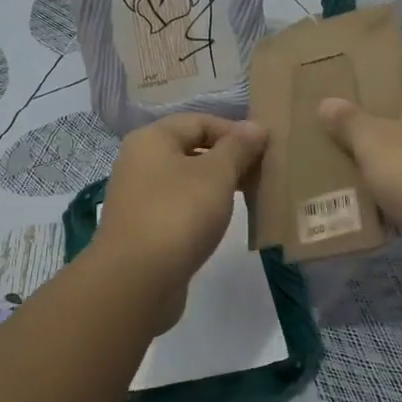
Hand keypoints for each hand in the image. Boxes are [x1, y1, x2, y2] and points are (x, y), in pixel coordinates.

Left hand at [93, 113, 267, 323]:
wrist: (136, 280)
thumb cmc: (178, 214)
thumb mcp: (217, 175)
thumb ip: (238, 147)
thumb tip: (255, 126)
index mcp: (152, 139)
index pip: (200, 121)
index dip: (235, 131)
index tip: (265, 150)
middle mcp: (139, 162)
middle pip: (191, 149)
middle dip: (228, 159)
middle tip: (261, 175)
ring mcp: (138, 197)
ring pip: (186, 181)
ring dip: (217, 186)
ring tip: (248, 198)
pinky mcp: (143, 229)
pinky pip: (179, 208)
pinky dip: (202, 210)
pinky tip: (221, 223)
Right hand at [317, 53, 401, 294]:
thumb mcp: (376, 141)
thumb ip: (349, 121)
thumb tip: (327, 102)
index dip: (382, 62)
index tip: (347, 68)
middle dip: (366, 114)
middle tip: (325, 114)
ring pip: (401, 153)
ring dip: (371, 158)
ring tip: (327, 154)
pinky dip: (381, 195)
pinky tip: (348, 197)